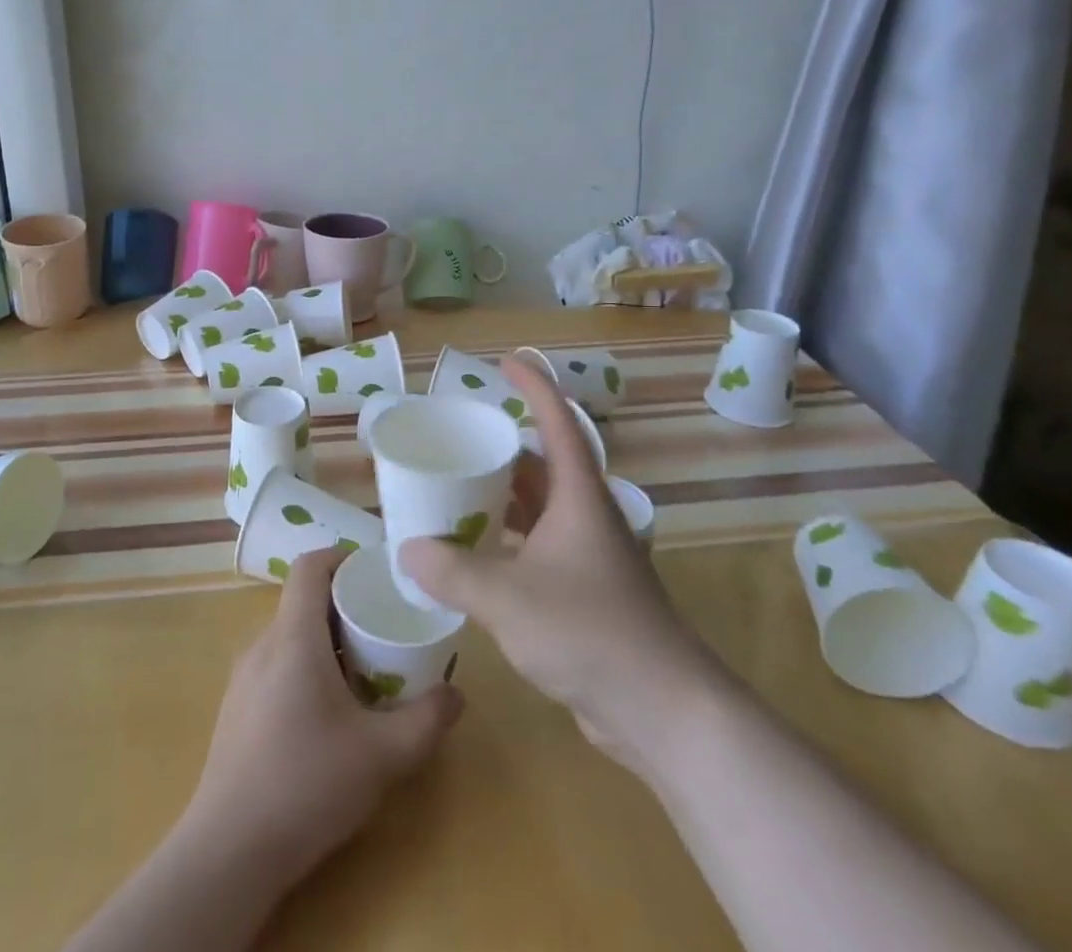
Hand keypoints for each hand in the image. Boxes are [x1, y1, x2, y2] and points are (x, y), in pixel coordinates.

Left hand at [180, 547, 463, 889]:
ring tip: (364, 671)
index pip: (310, 566)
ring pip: (289, 636)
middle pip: (302, 601)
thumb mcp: (383, 755)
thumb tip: (456, 694)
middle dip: (344, 605)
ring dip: (325, 641)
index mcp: (293, 637)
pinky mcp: (236, 710)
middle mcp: (263, 645)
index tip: (375, 573)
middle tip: (383, 627)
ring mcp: (243, 678)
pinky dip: (305, 668)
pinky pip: (276, 666)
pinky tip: (328, 714)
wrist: (229, 852)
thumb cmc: (307, 784)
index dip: (342, 557)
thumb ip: (426, 721)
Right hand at [399, 358, 711, 771]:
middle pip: (543, 465)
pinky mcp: (586, 593)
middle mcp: (586, 517)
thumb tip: (407, 550)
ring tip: (456, 492)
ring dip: (503, 498)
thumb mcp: (507, 597)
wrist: (664, 710)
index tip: (507, 361)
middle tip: (459, 439)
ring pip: (540, 509)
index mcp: (578, 497)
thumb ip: (452, 571)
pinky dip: (507, 541)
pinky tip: (476, 557)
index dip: (534, 386)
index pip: (558, 422)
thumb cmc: (589, 632)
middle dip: (503, 447)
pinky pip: (538, 547)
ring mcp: (589, 556)